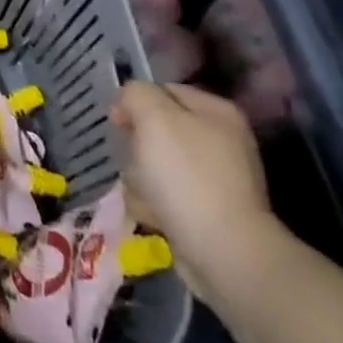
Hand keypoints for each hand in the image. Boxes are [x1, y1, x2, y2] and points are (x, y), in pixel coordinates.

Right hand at [113, 81, 282, 301]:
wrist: (224, 252)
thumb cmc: (187, 176)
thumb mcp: (154, 117)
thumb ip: (136, 94)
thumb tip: (128, 104)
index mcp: (217, 112)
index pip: (162, 90)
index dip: (134, 103)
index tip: (117, 124)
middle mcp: (221, 141)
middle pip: (156, 131)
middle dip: (137, 147)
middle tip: (137, 162)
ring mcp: (216, 178)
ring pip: (155, 165)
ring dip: (140, 179)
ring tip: (146, 196)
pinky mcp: (207, 211)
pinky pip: (165, 196)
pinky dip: (154, 205)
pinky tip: (155, 216)